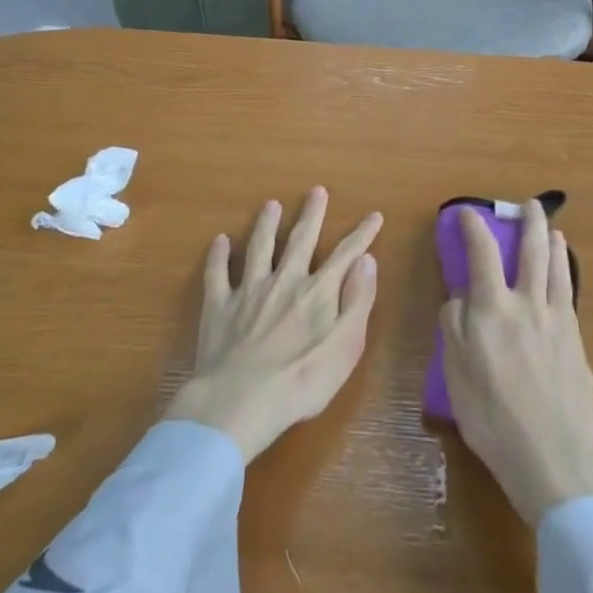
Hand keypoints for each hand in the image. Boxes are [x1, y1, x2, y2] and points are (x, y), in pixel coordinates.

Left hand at [165, 188, 380, 463]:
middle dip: (311, 214)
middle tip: (316, 191)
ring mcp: (249, 291)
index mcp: (317, 292)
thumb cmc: (302, 382)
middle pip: (300, 240)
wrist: (239, 401)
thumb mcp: (346, 346)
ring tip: (271, 204)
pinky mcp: (219, 307)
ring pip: (259, 248)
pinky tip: (219, 241)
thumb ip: (358, 301)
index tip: (374, 216)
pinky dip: (218, 256)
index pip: (346, 254)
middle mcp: (284, 281)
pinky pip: (217, 274)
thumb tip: (367, 260)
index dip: (362, 234)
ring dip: (266, 225)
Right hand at [440, 201, 592, 525]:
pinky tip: (563, 273)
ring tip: (553, 229)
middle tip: (529, 204)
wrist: (553, 455)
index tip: (466, 213)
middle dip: (528, 222)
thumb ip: (454, 325)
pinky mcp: (576, 339)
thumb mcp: (455, 372)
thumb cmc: (493, 417)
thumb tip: (459, 296)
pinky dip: (565, 272)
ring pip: (556, 267)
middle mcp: (527, 303)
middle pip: (531, 250)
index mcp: (492, 308)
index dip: (473, 226)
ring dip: (553, 242)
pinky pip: (568, 292)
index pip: (481, 253)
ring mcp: (557, 320)